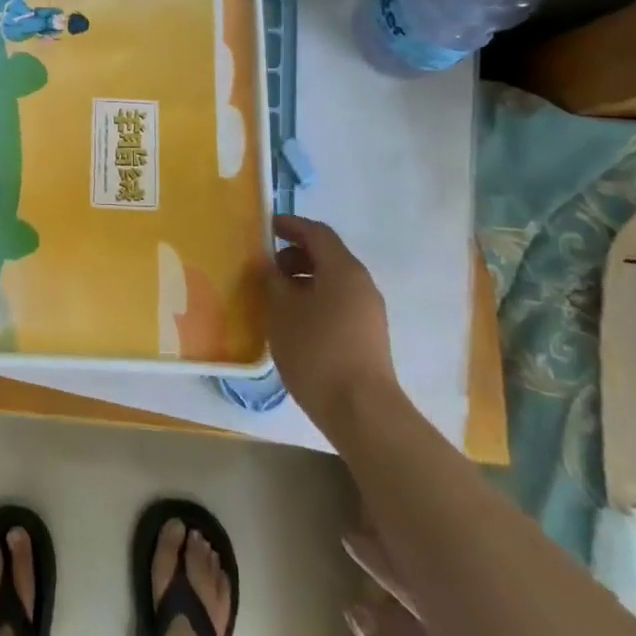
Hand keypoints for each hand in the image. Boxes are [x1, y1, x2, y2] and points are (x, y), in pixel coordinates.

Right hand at [259, 214, 399, 423]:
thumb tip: (267, 262)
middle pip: (327, 255)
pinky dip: (315, 299)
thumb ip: (271, 280)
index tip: (266, 226)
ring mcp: (369, 310)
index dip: (290, 225)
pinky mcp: (368, 335)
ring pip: (333, 280)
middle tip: (266, 267)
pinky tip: (294, 321)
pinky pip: (338, 301)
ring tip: (276, 296)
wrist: (362, 411)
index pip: (316, 232)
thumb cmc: (317, 351)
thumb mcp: (282, 311)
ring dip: (304, 279)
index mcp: (343, 269)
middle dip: (295, 254)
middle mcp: (361, 283)